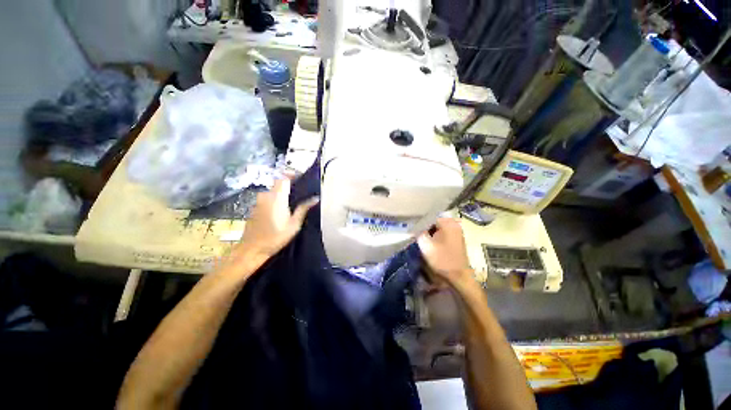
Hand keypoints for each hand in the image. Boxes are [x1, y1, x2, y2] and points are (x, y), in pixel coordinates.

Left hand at [219, 178, 318, 274]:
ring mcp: (258, 201)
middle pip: (278, 184)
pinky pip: (268, 198)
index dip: (292, 175)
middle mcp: (266, 196)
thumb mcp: (294, 224)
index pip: (283, 178)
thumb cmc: (275, 237)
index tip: (302, 177)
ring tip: (294, 201)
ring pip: (273, 191)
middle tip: (302, 191)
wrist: (251, 249)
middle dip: (289, 185)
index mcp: (276, 198)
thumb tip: (315, 198)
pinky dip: (276, 199)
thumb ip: (303, 209)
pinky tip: (282, 209)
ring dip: (283, 193)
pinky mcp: (255, 207)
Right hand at [417, 217, 472, 287]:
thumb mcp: (426, 245)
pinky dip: (435, 239)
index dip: (419, 223)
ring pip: (438, 229)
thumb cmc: (442, 260)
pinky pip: (442, 235)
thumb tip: (416, 229)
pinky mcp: (456, 241)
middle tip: (416, 235)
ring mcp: (457, 233)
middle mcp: (454, 225)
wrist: (459, 277)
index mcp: (448, 223)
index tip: (412, 230)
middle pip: (434, 223)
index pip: (429, 217)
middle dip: (424, 228)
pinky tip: (430, 245)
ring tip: (421, 240)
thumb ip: (419, 233)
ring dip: (429, 234)